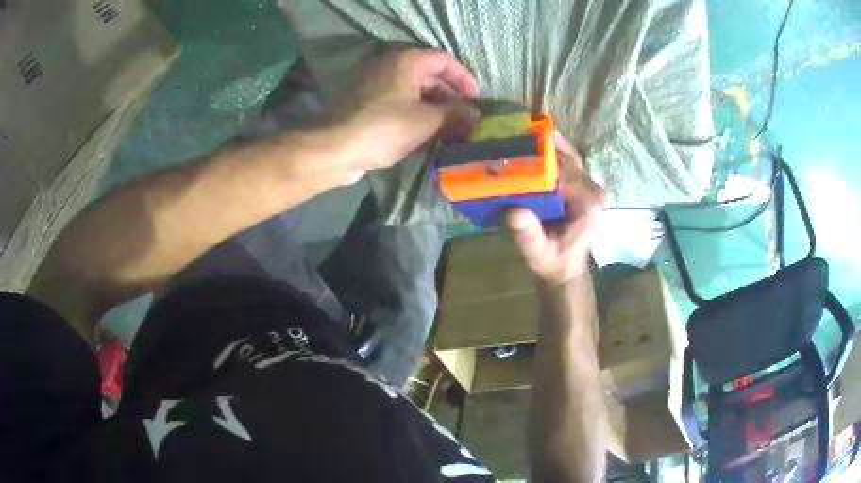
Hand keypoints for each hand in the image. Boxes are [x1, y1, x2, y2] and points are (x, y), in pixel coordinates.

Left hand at [320, 48, 479, 184]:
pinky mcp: (367, 102)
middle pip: (429, 76)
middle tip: (464, 118)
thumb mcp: (426, 121)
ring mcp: (376, 84)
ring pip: (414, 91)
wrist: (337, 148)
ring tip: (449, 129)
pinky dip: (415, 113)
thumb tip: (476, 113)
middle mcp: (391, 66)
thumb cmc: (385, 127)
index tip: (476, 98)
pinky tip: (425, 133)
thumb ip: (455, 113)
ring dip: (434, 107)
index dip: (464, 78)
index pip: (444, 60)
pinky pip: (399, 102)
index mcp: (407, 61)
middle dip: (450, 97)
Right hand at [506, 134, 604, 285]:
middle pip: (567, 158)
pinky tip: (533, 139)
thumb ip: (529, 236)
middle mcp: (593, 190)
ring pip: (568, 154)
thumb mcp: (538, 255)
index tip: (513, 151)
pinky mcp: (582, 184)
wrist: (565, 268)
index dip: (540, 160)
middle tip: (512, 133)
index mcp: (587, 205)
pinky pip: (568, 160)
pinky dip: (551, 150)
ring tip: (521, 130)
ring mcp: (589, 185)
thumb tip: (514, 212)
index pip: (564, 173)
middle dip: (541, 146)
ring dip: (546, 143)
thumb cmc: (552, 262)